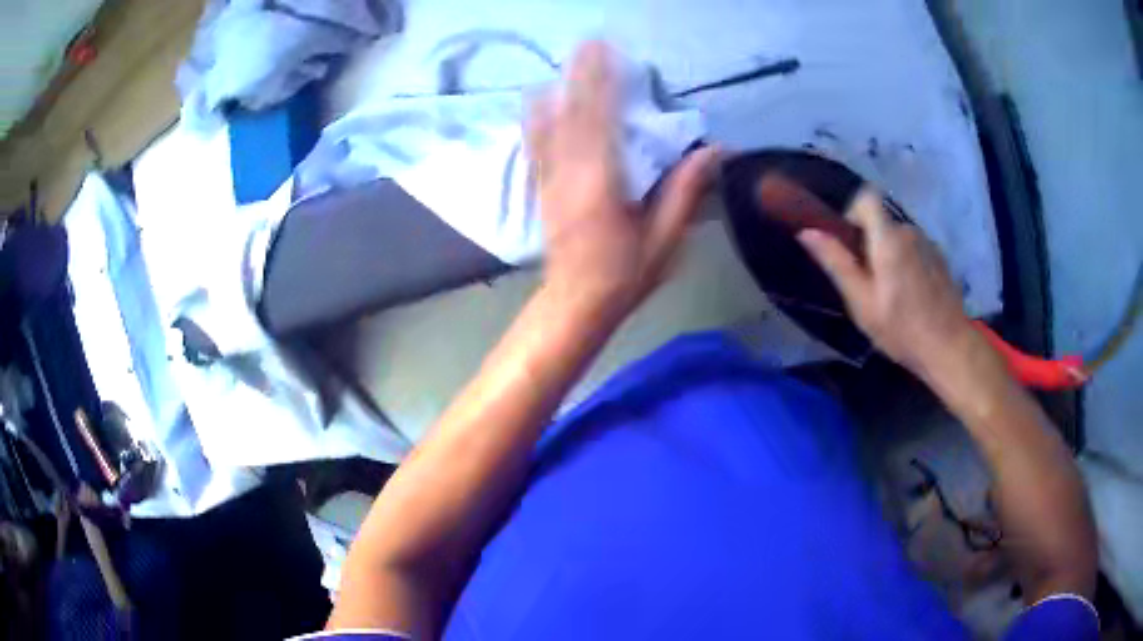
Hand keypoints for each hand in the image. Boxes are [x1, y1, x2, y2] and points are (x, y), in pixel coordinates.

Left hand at [526, 42, 719, 315]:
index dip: (603, 83)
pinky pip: (536, 144)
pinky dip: (537, 117)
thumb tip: (715, 150)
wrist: (576, 301)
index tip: (607, 53)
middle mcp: (570, 173)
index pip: (602, 121)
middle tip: (589, 42)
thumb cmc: (625, 274)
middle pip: (575, 114)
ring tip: (568, 60)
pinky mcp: (542, 186)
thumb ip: (686, 191)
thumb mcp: (665, 238)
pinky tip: (537, 97)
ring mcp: (551, 179)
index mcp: (603, 184)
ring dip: (561, 88)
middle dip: (582, 75)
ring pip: (552, 124)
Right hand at [798, 190, 982, 381]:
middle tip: (867, 284)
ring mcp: (928, 244)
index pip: (866, 197)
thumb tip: (806, 232)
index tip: (850, 246)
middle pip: (882, 222)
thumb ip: (836, 263)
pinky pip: (914, 250)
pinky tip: (911, 297)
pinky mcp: (940, 259)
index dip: (853, 214)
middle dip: (870, 244)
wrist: (949, 348)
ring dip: (889, 255)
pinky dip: (906, 264)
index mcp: (888, 238)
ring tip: (891, 295)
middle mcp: (909, 231)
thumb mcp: (861, 302)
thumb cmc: (901, 329)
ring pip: (898, 237)